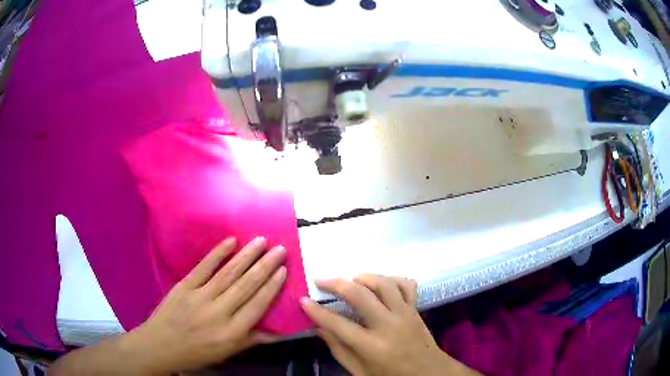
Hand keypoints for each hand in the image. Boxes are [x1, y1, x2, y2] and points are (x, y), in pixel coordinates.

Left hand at [128, 237, 286, 373]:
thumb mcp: (227, 353)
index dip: (271, 286)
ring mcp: (200, 297)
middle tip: (280, 249)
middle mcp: (219, 313)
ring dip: (247, 256)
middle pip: (246, 285)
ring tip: (261, 241)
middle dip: (265, 266)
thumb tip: (279, 332)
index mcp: (232, 332)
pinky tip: (231, 242)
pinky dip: (217, 253)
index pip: (257, 305)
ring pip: (228, 273)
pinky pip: (203, 267)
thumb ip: (252, 339)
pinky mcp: (184, 286)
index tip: (283, 270)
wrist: (161, 346)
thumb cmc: (197, 353)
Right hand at [301, 275, 479, 375]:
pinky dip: (392, 278)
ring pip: (384, 284)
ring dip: (364, 277)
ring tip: (350, 280)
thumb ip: (339, 350)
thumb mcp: (360, 372)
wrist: (428, 373)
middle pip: (360, 296)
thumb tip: (319, 328)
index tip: (303, 300)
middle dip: (336, 284)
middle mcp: (389, 325)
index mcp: (372, 346)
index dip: (317, 311)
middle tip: (320, 280)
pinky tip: (380, 283)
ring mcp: (405, 314)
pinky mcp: (416, 309)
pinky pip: (406, 285)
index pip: (338, 324)